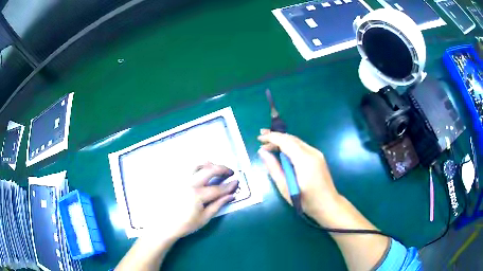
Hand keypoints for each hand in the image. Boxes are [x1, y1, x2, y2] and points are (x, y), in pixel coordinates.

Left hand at [144, 163, 237, 241]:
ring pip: (196, 164)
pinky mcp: (174, 179)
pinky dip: (196, 165)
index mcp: (197, 195)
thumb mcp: (204, 218)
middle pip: (209, 170)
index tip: (237, 182)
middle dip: (222, 169)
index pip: (218, 188)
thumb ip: (218, 205)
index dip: (229, 185)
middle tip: (229, 172)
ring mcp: (180, 179)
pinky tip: (200, 169)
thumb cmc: (185, 224)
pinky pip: (185, 167)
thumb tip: (231, 195)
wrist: (164, 225)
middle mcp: (189, 183)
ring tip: (215, 167)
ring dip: (209, 164)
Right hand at [257, 129, 339, 222]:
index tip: (259, 138)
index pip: (285, 141)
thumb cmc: (306, 200)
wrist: (328, 205)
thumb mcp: (285, 187)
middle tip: (261, 139)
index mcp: (304, 160)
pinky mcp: (318, 157)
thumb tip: (262, 152)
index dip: (271, 137)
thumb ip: (273, 168)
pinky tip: (282, 151)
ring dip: (282, 141)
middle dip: (275, 136)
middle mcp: (312, 152)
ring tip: (268, 144)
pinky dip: (289, 146)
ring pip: (296, 141)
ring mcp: (317, 153)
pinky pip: (301, 146)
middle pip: (291, 139)